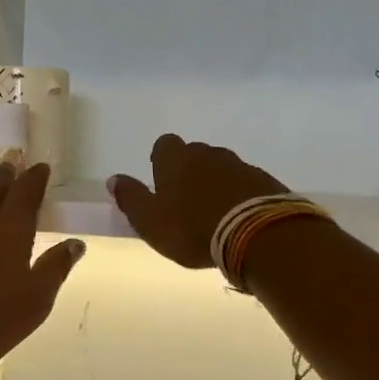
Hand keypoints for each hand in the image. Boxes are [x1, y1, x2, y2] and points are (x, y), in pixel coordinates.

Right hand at [107, 135, 287, 268]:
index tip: (160, 178)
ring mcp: (240, 165)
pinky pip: (246, 182)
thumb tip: (114, 179)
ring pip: (222, 167)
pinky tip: (238, 215)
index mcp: (176, 160)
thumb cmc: (192, 229)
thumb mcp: (150, 221)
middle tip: (186, 198)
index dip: (161, 159)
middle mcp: (208, 154)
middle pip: (195, 154)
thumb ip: (131, 199)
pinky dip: (239, 193)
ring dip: (216, 182)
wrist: (256, 234)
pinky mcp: (265, 181)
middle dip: (189, 170)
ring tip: (213, 210)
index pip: (164, 145)